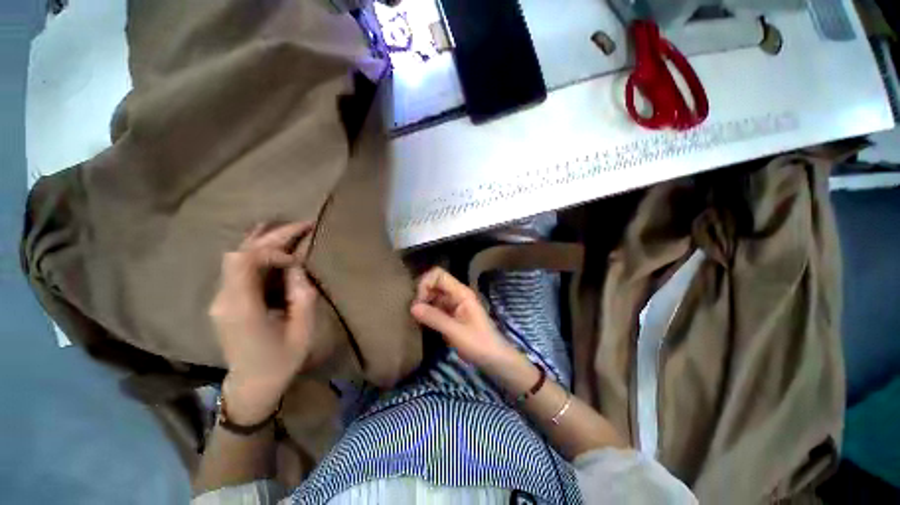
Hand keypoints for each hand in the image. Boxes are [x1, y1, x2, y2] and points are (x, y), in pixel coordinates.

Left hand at [209, 222, 317, 423]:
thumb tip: (296, 267)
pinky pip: (238, 267)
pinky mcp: (225, 300)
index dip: (272, 250)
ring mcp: (220, 298)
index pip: (244, 261)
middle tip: (303, 225)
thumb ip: (301, 295)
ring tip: (290, 228)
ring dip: (264, 240)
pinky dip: (257, 251)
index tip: (297, 261)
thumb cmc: (281, 361)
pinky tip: (271, 243)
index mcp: (241, 308)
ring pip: (236, 256)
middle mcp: (223, 298)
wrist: (251, 384)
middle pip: (240, 253)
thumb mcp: (302, 330)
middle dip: (272, 236)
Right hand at [410, 267, 516, 368]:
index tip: (419, 301)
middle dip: (422, 293)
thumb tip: (412, 307)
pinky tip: (421, 322)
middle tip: (414, 311)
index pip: (439, 275)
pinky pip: (436, 307)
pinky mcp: (452, 315)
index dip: (426, 283)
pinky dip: (427, 311)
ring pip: (434, 295)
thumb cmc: (479, 344)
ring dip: (423, 303)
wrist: (495, 359)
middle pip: (435, 283)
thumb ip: (434, 318)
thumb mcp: (455, 332)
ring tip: (415, 317)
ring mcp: (454, 304)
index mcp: (461, 293)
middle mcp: (457, 295)